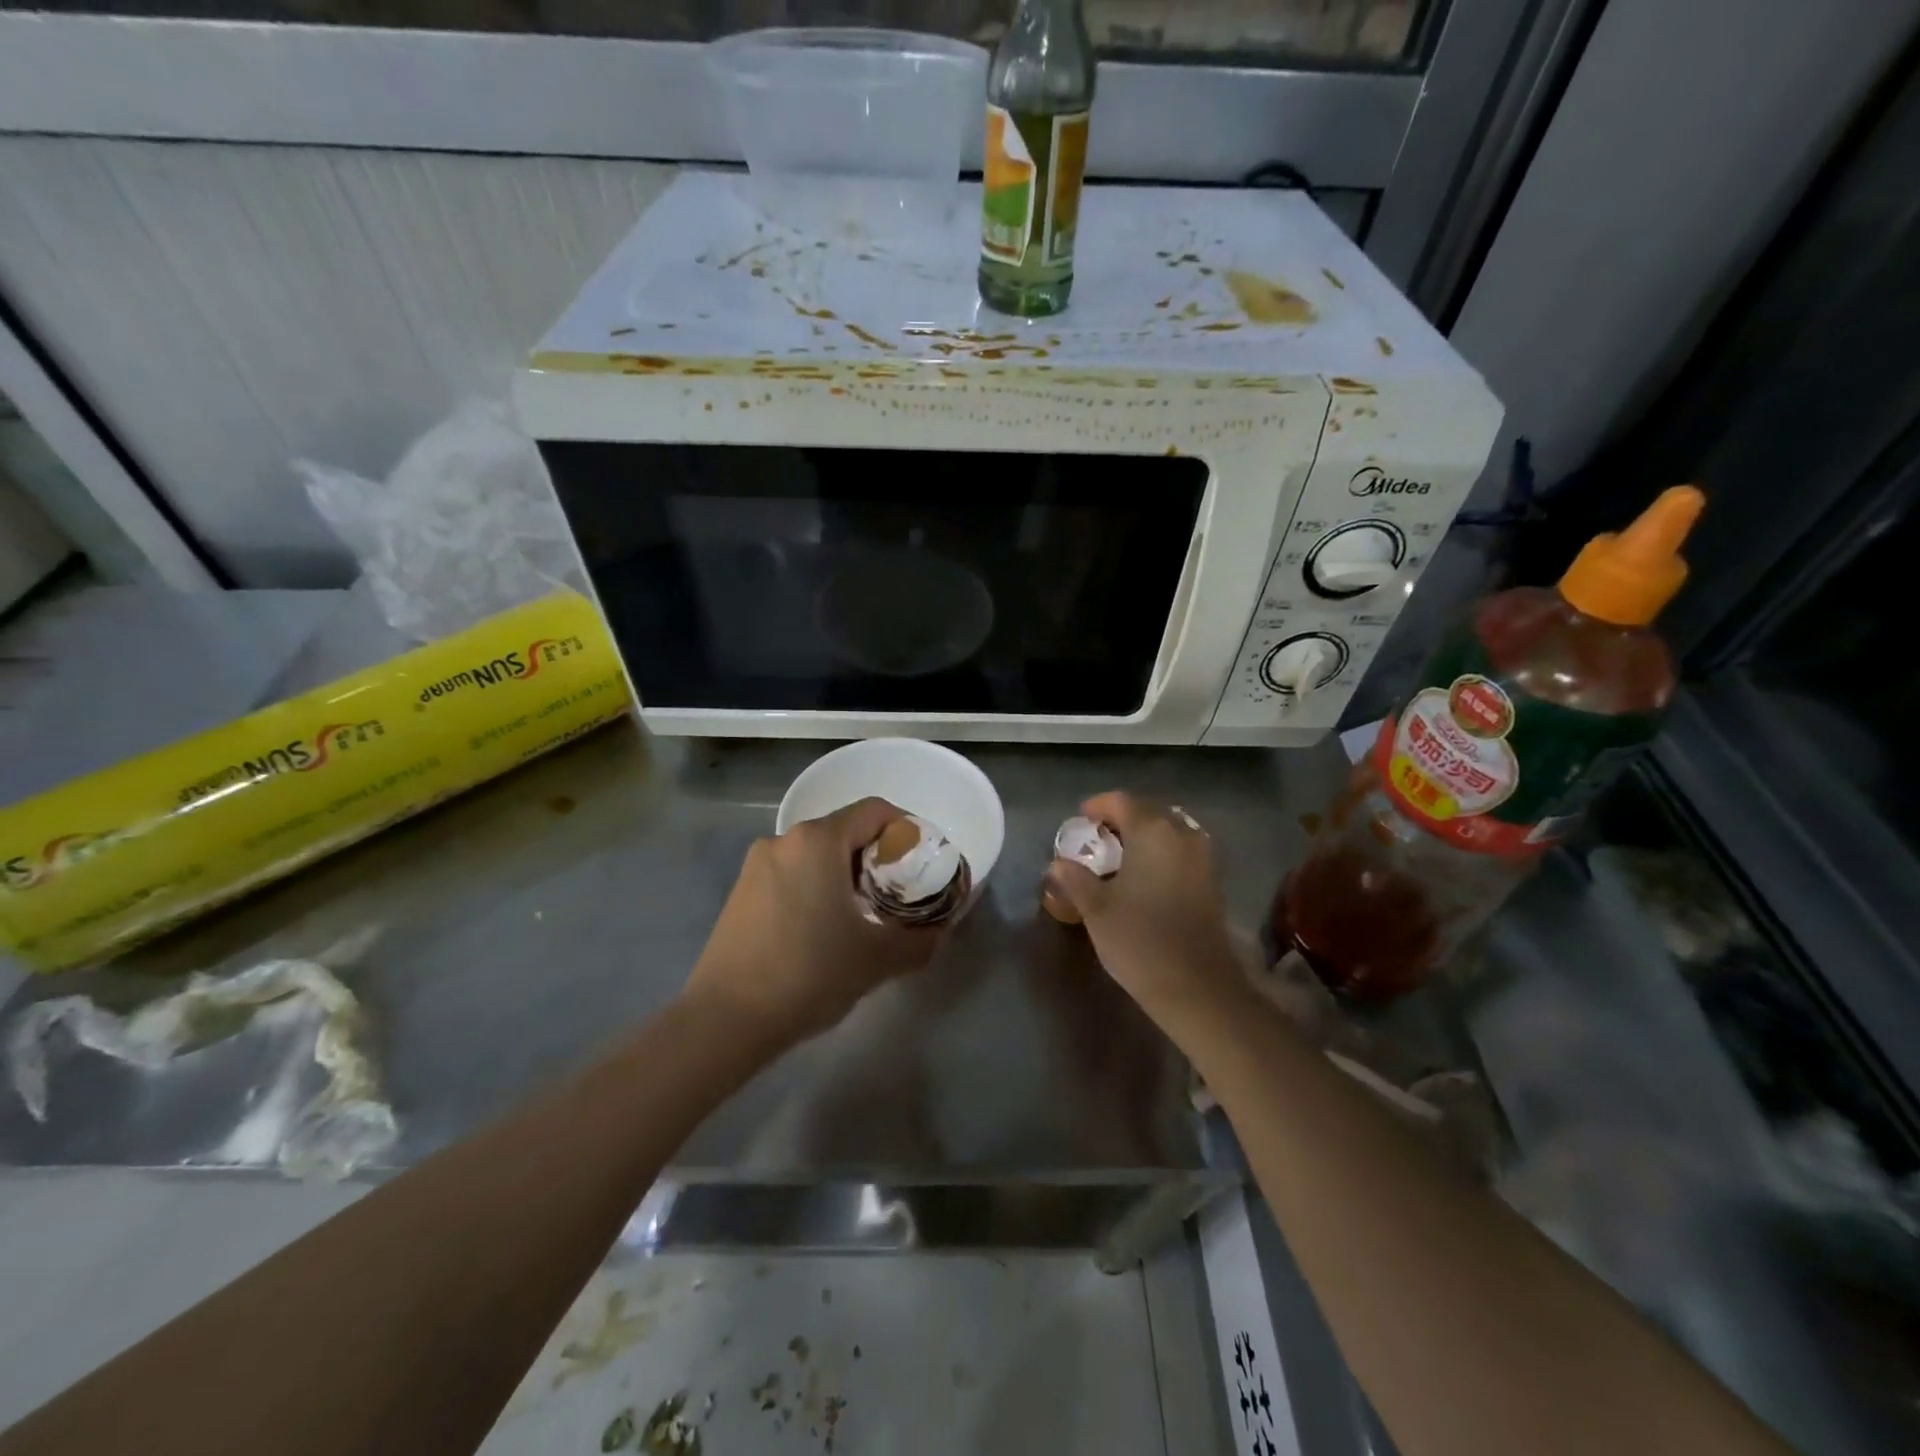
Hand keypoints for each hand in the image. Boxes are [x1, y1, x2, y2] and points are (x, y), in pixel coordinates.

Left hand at [684, 797, 944, 1051]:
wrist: (724, 1020)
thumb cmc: (808, 974)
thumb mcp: (876, 959)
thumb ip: (919, 940)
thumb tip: (940, 932)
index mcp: (818, 841)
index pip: (875, 811)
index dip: (907, 828)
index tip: (923, 861)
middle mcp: (784, 840)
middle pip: (845, 830)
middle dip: (878, 856)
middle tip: (900, 892)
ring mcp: (757, 865)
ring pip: (817, 853)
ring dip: (847, 873)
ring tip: (864, 913)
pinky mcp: (741, 891)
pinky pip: (792, 872)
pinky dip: (817, 886)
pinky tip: (824, 928)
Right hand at [1045, 791, 1243, 1023]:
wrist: (1197, 986)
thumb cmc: (1139, 940)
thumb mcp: (1096, 908)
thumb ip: (1075, 879)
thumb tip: (1058, 864)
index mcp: (1152, 831)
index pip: (1121, 801)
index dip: (1097, 806)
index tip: (1080, 821)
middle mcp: (1182, 834)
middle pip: (1148, 810)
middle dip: (1121, 819)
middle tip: (1097, 839)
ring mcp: (1203, 856)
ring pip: (1169, 830)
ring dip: (1144, 835)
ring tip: (1120, 857)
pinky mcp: (1212, 879)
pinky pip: (1182, 849)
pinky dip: (1161, 852)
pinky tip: (1144, 876)